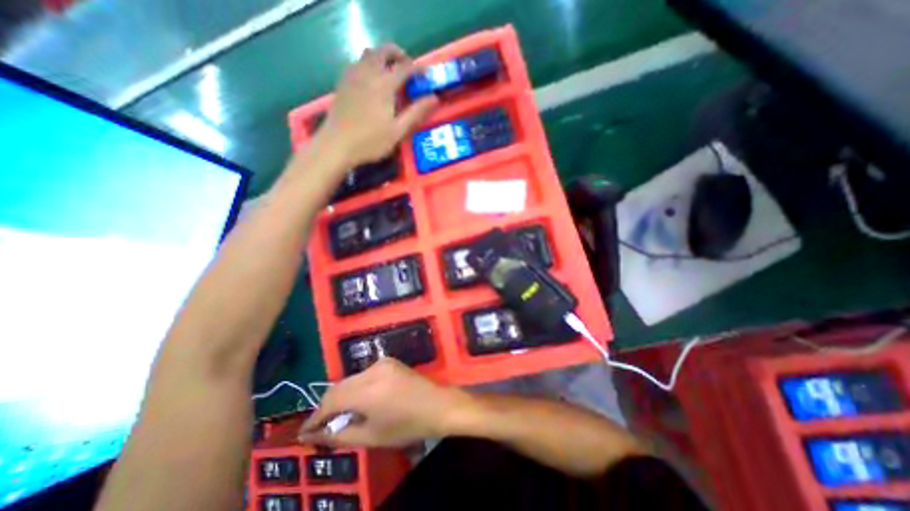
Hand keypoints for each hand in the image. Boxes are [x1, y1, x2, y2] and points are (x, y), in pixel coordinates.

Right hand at [299, 359, 472, 446]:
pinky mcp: (389, 361)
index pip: (330, 401)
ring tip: (339, 416)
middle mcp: (372, 370)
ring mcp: (382, 363)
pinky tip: (358, 401)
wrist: (437, 404)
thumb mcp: (371, 437)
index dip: (315, 418)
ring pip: (350, 379)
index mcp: (367, 389)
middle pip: (339, 387)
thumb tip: (316, 434)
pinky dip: (355, 388)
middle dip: (327, 407)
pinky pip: (364, 374)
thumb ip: (340, 435)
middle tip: (320, 427)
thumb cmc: (407, 425)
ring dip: (341, 396)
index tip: (304, 433)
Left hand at [318, 44, 438, 167]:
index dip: (418, 69)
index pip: (405, 67)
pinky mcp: (343, 82)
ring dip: (383, 58)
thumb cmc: (371, 141)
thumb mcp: (398, 131)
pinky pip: (358, 63)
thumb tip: (434, 98)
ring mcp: (352, 76)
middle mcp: (368, 73)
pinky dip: (369, 65)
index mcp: (384, 85)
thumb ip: (416, 113)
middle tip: (408, 69)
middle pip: (384, 51)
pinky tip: (373, 82)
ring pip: (369, 54)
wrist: (337, 145)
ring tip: (391, 74)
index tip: (426, 76)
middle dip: (399, 55)